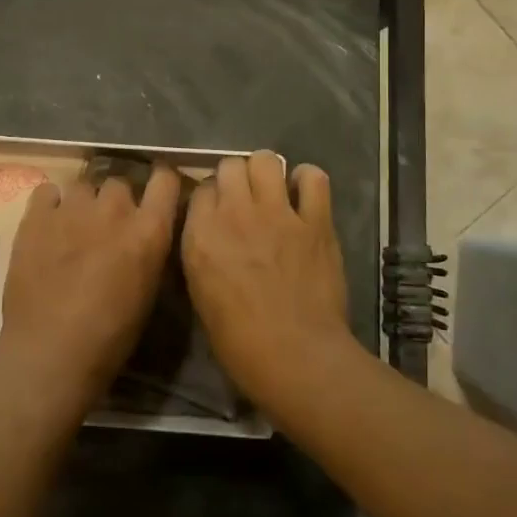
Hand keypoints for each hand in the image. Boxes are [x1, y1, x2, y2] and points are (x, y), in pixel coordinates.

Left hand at [0, 166, 182, 415]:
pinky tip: (47, 226)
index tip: (154, 193)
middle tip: (106, 228)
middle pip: (119, 183)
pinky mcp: (36, 217)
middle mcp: (114, 209)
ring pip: (84, 186)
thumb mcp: (147, 291)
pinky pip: (48, 192)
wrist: (51, 352)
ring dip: (83, 203)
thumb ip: (148, 250)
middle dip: (115, 202)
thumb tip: (143, 235)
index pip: (165, 181)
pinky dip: (51, 204)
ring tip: (73, 229)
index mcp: (149, 231)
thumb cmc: (110, 336)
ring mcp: (73, 209)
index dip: (160, 183)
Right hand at [181, 152, 356, 410]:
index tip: (218, 212)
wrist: (295, 356)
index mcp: (201, 234)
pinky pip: (314, 178)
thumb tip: (212, 233)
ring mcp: (277, 213)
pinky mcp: (315, 221)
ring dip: (266, 171)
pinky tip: (305, 194)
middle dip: (235, 178)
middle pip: (230, 165)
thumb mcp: (201, 292)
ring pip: (266, 160)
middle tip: (245, 200)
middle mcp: (235, 213)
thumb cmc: (239, 341)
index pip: (200, 188)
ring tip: (272, 191)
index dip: (211, 197)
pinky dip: (307, 180)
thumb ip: (203, 252)